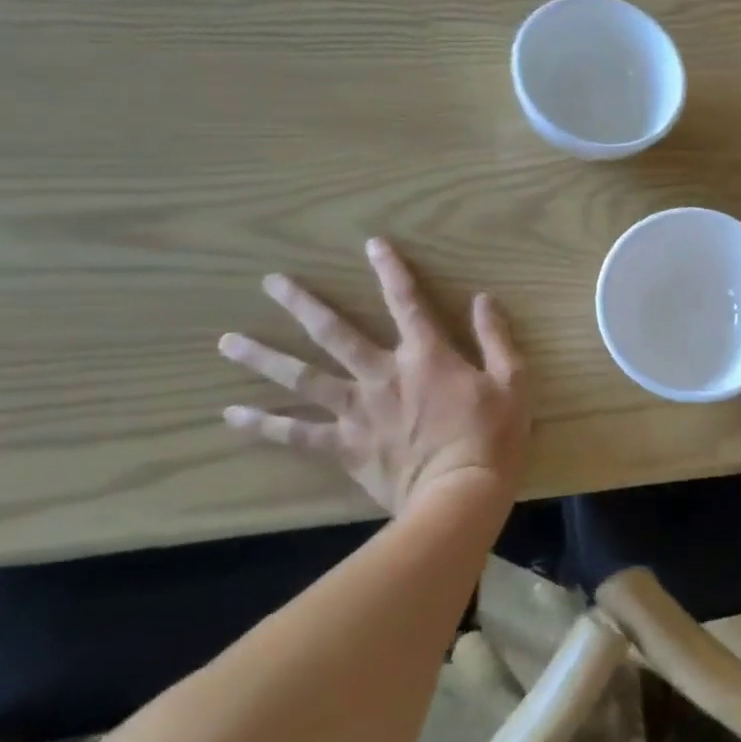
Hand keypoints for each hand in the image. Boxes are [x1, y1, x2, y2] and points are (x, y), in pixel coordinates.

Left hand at [218, 238, 528, 515]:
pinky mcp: (345, 447)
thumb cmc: (492, 437)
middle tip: (271, 282)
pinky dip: (264, 424)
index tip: (372, 244)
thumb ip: (495, 337)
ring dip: (265, 358)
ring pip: (303, 377)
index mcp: (425, 355)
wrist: (459, 497)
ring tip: (228, 342)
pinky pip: (297, 434)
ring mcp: (357, 411)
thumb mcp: (512, 381)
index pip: (406, 301)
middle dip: (303, 304)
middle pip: (335, 332)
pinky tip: (232, 415)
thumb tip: (483, 298)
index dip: (391, 270)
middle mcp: (382, 374)